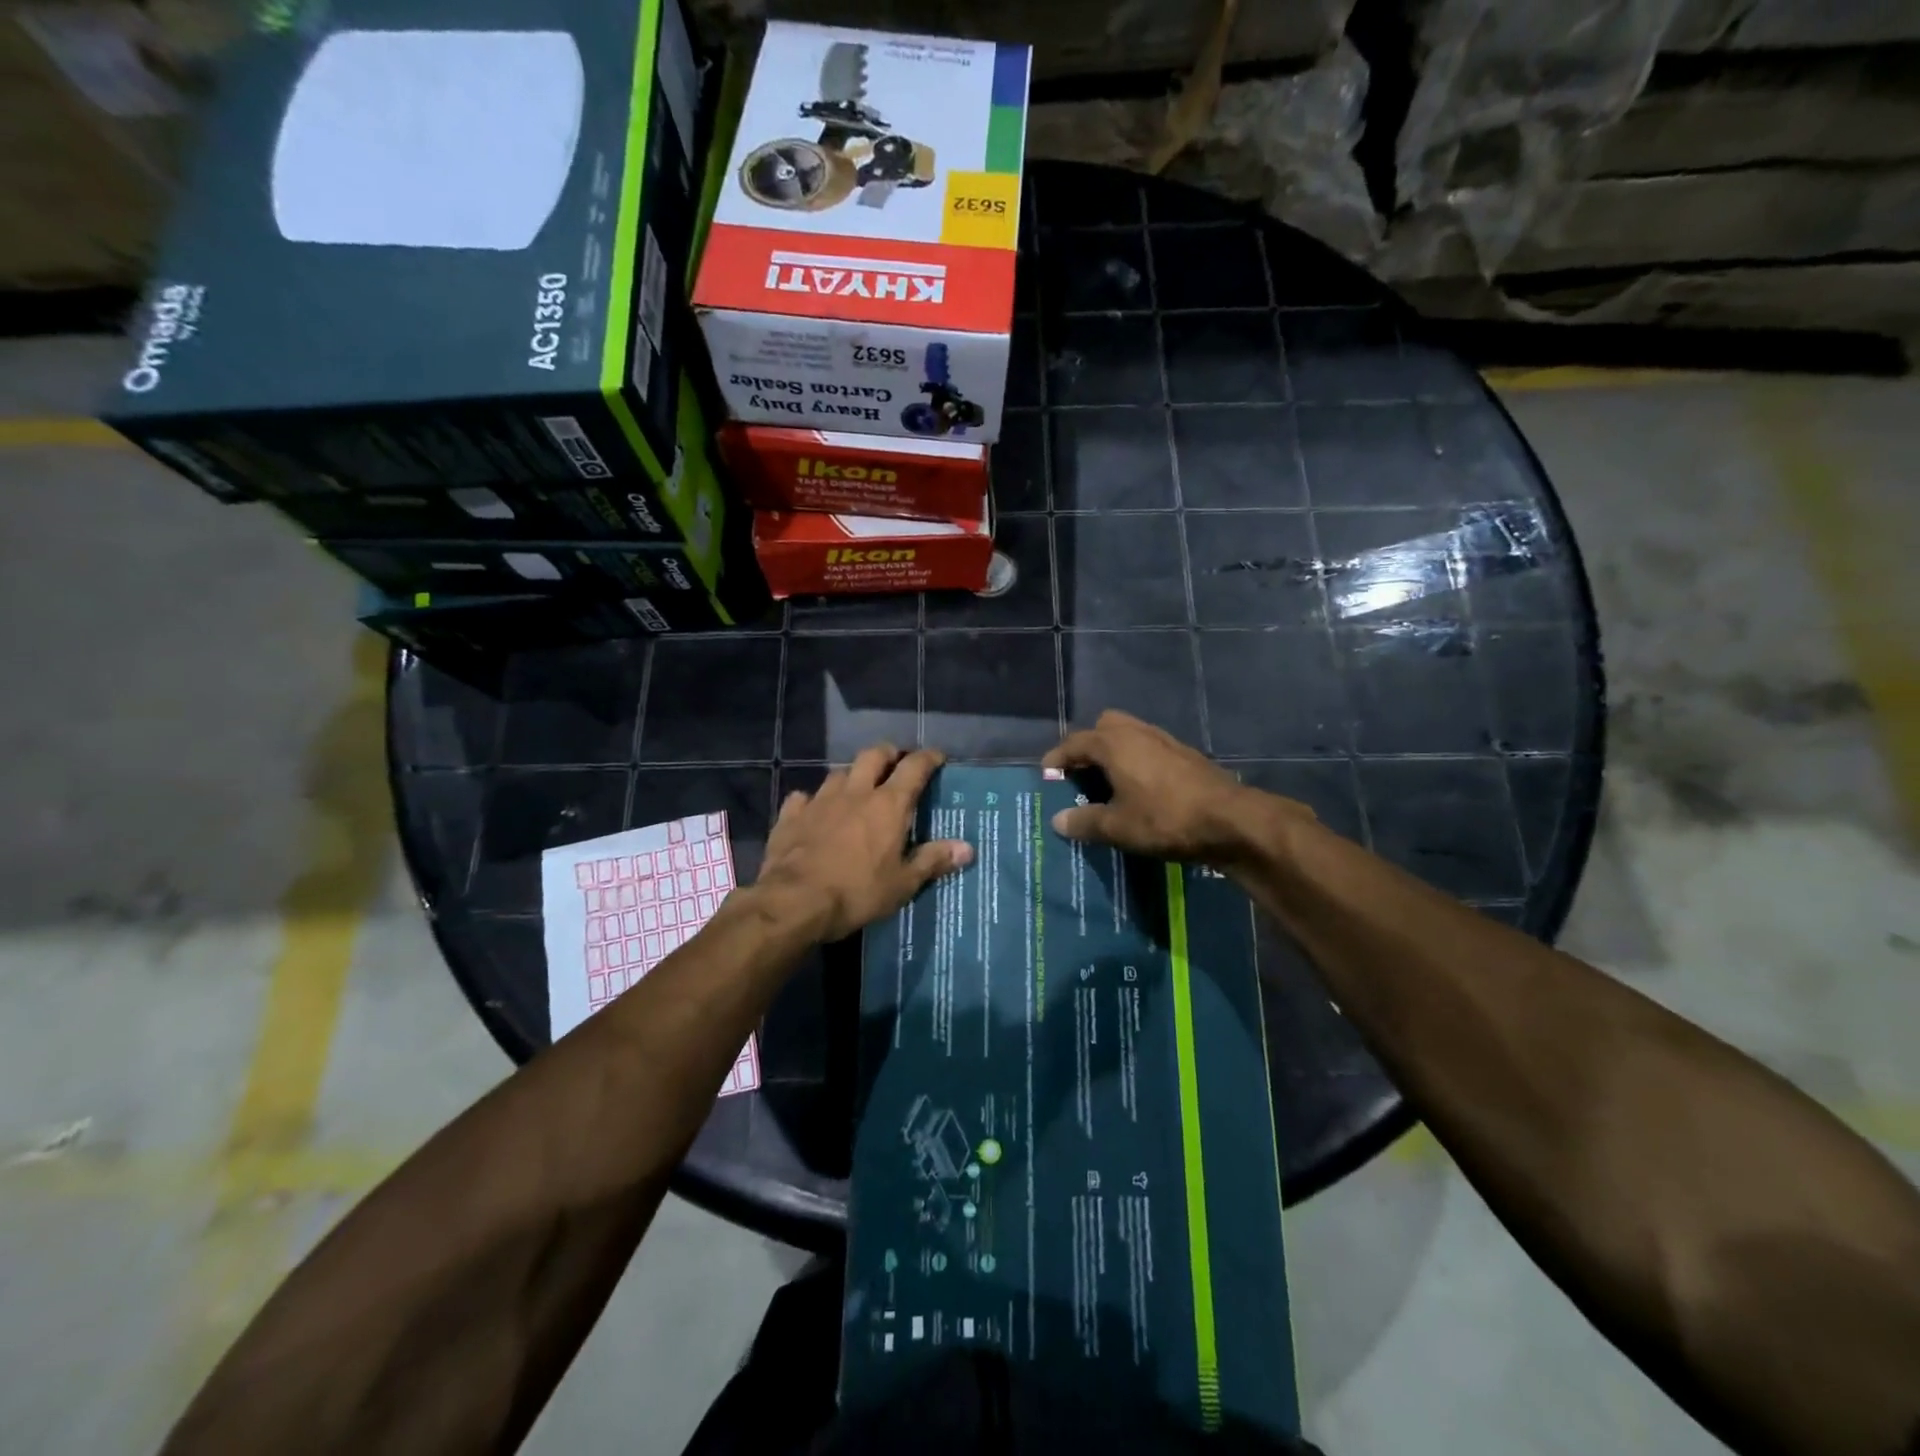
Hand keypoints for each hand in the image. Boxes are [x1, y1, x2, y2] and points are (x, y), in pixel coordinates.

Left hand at [753, 744, 972, 942]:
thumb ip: (933, 860)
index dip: (928, 758)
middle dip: (889, 754)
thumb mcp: (903, 883)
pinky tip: (815, 811)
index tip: (937, 757)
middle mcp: (855, 792)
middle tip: (896, 764)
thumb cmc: (857, 892)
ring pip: (839, 773)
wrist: (794, 901)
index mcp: (888, 805)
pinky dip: (813, 800)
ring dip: (852, 776)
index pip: (914, 767)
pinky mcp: (791, 815)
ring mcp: (820, 800)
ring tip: (858, 789)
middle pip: (874, 755)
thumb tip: (968, 847)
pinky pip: (804, 797)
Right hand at [1043, 710, 1310, 864]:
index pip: (1074, 742)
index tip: (1046, 775)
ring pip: (1129, 734)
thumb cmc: (1165, 819)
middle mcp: (1137, 733)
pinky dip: (1136, 760)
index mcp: (1114, 744)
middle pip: (1104, 726)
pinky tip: (1139, 787)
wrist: (1230, 820)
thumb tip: (1057, 821)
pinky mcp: (1185, 754)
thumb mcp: (1117, 827)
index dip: (1056, 758)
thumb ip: (1084, 822)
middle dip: (1088, 745)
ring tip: (1107, 782)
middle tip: (1080, 774)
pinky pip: (1149, 747)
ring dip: (1114, 751)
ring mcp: (1165, 740)